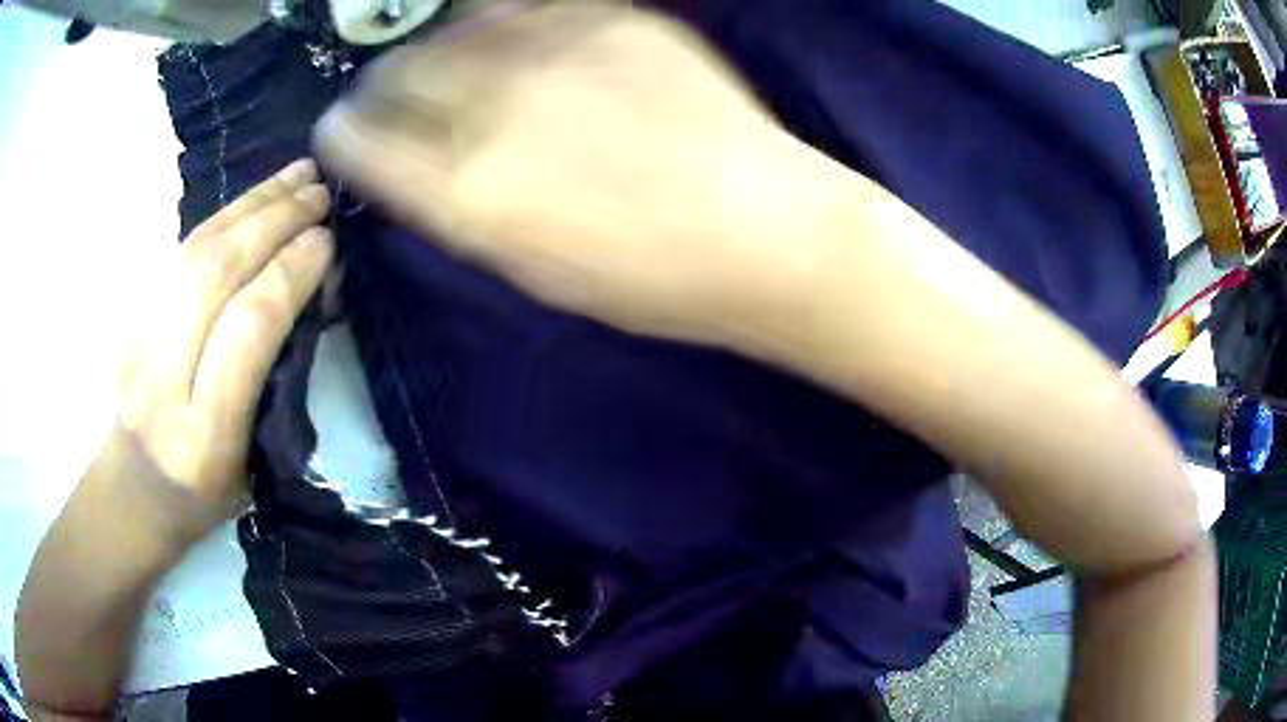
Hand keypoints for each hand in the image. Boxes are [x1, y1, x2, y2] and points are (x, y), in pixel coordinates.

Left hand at [113, 160, 332, 541]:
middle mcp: (161, 382)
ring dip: (250, 205)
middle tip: (319, 192)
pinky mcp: (130, 316)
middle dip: (272, 223)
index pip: (245, 332)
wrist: (132, 491)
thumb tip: (312, 292)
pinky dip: (223, 217)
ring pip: (194, 253)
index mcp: (203, 437)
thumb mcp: (255, 461)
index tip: (327, 241)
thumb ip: (277, 380)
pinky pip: (180, 253)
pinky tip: (254, 199)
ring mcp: (137, 342)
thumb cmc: (204, 496)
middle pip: (214, 278)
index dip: (288, 275)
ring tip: (296, 177)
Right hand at [315, 4, 857, 351]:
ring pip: (455, 29)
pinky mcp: (612, 20)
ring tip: (452, 68)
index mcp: (469, 193)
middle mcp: (497, 109)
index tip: (342, 131)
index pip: (363, 142)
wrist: (765, 229)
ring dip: (437, 47)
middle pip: (399, 72)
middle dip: (382, 85)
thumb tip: (411, 163)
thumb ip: (457, 207)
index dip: (344, 134)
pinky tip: (514, 43)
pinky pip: (527, 7)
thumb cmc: (648, 278)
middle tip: (390, 93)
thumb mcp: (529, 268)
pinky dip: (501, 22)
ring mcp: (557, 52)